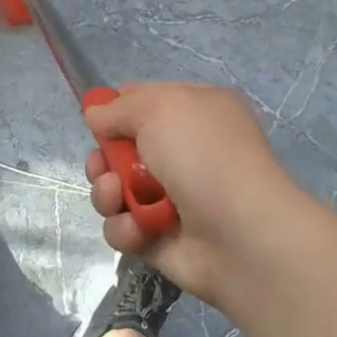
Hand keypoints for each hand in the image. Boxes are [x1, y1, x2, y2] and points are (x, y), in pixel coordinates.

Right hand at [84, 82, 304, 308]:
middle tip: (104, 166)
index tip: (97, 119)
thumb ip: (118, 107)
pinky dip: (125, 227)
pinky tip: (140, 229)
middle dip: (103, 158)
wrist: (241, 235)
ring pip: (113, 189)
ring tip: (119, 197)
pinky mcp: (158, 236)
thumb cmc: (203, 156)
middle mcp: (183, 151)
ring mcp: (170, 197)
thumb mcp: (160, 108)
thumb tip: (95, 114)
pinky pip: (122, 227)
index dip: (115, 109)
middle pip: (119, 149)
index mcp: (193, 111)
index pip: (143, 100)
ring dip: (107, 193)